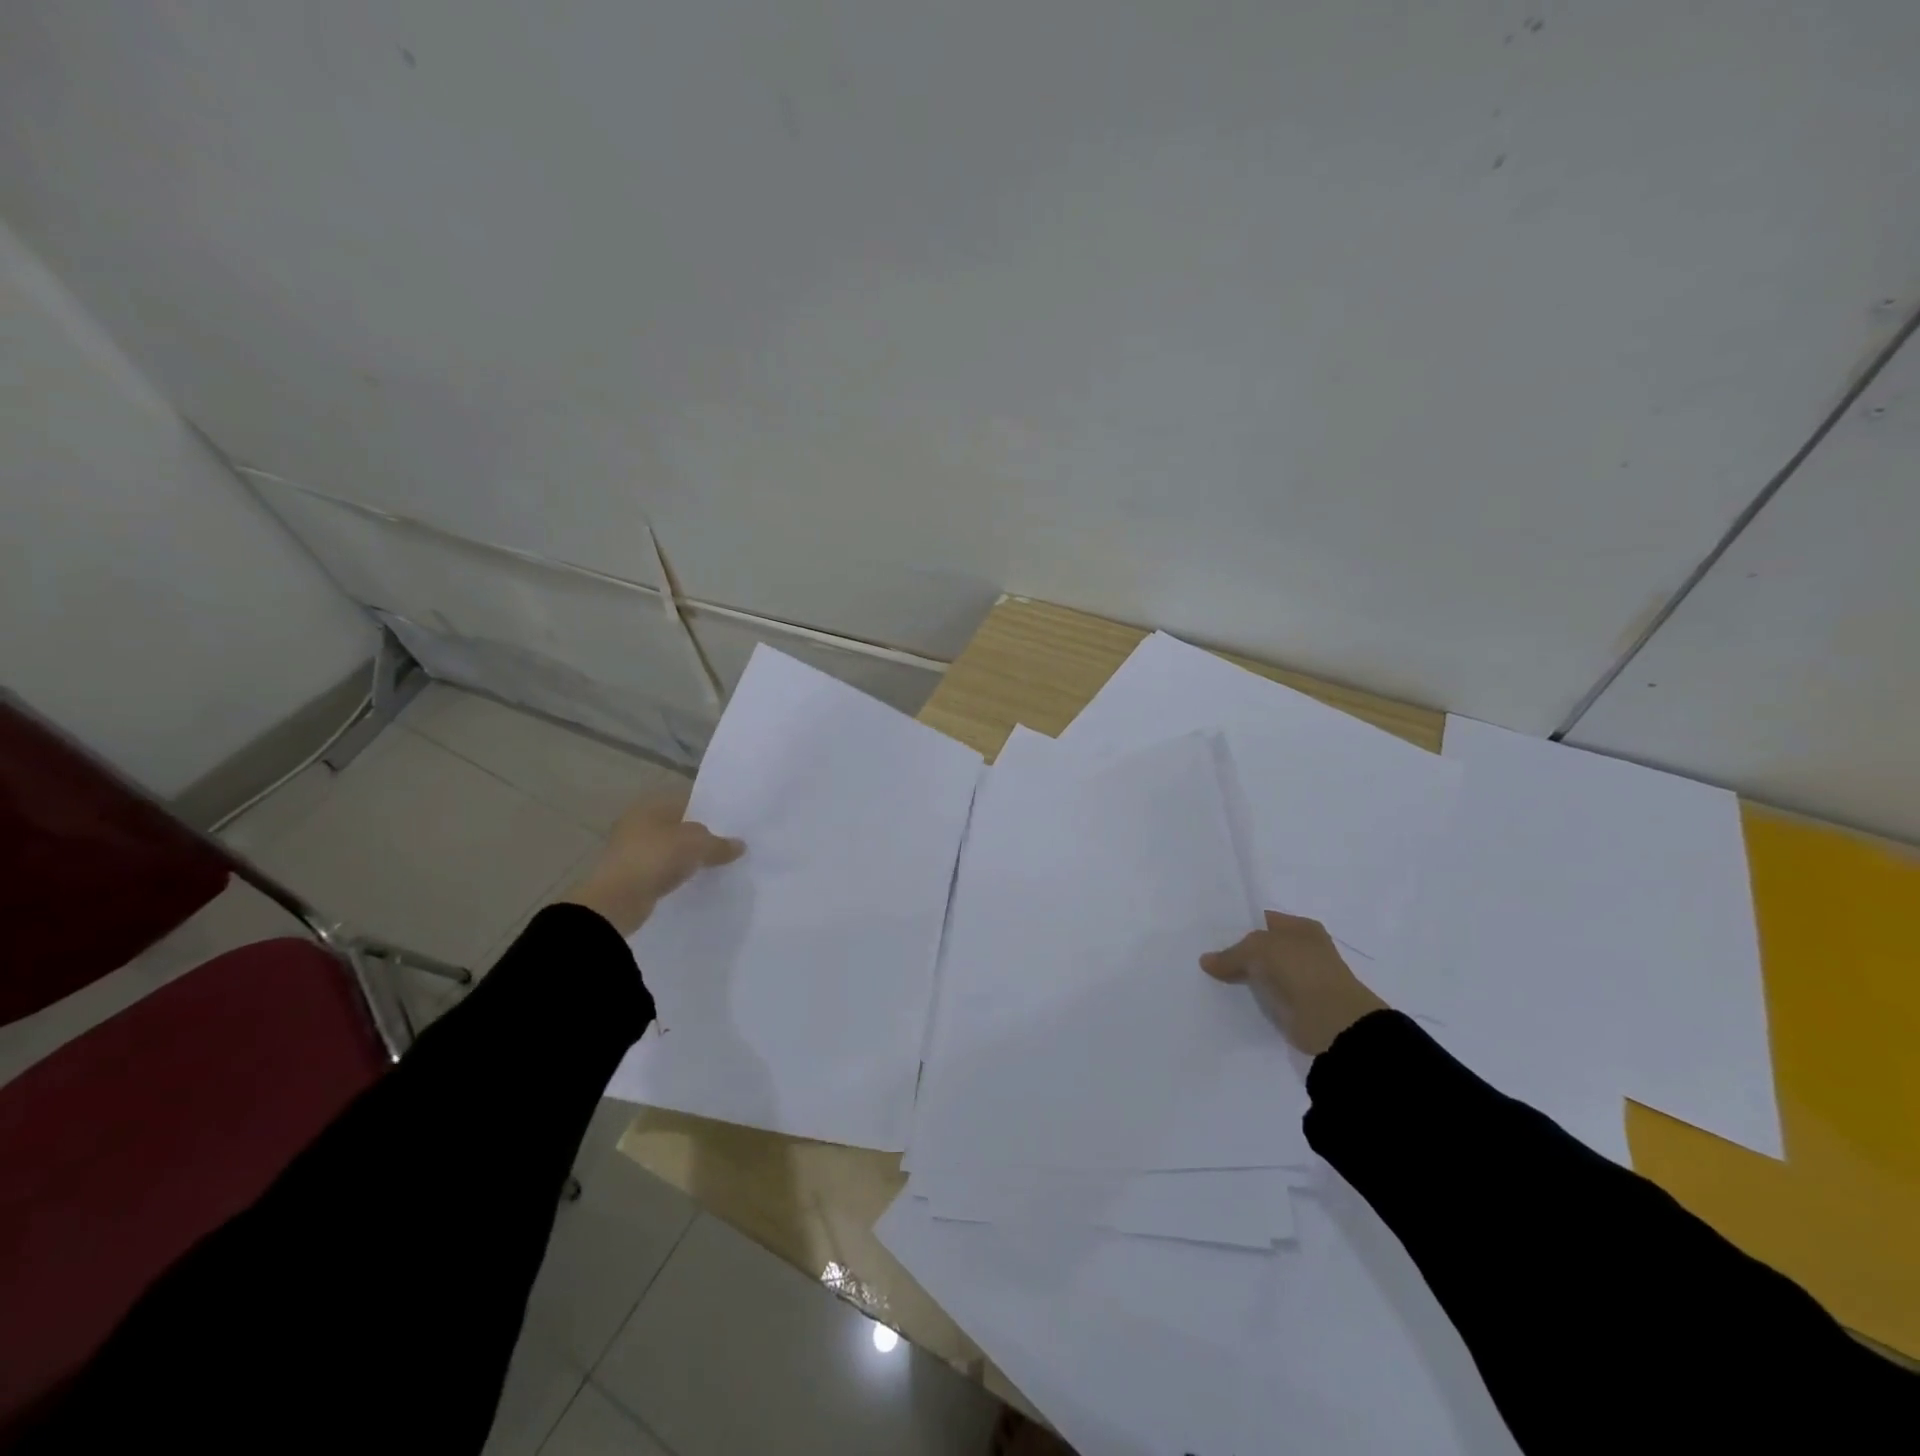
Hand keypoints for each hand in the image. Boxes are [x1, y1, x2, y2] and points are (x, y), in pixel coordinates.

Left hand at [560, 791, 744, 935]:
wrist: (616, 900)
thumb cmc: (656, 857)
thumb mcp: (698, 845)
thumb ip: (720, 843)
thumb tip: (740, 845)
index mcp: (652, 805)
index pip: (688, 800)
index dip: (711, 810)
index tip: (732, 823)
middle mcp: (638, 822)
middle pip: (679, 825)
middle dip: (701, 835)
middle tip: (729, 844)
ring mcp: (631, 848)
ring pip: (670, 848)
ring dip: (689, 856)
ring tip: (716, 864)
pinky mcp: (631, 874)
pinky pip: (662, 868)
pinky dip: (676, 872)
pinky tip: (695, 880)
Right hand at [1200, 911, 1387, 1054]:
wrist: (1333, 1022)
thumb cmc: (1300, 970)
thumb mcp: (1258, 949)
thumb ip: (1231, 954)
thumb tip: (1205, 960)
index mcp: (1301, 927)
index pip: (1261, 920)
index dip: (1236, 926)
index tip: (1209, 934)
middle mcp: (1303, 949)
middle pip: (1261, 948)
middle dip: (1236, 953)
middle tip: (1203, 956)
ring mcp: (1301, 979)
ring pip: (1262, 973)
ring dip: (1243, 977)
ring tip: (1207, 977)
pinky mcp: (1296, 1006)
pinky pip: (1266, 996)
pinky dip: (1251, 998)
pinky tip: (1226, 998)